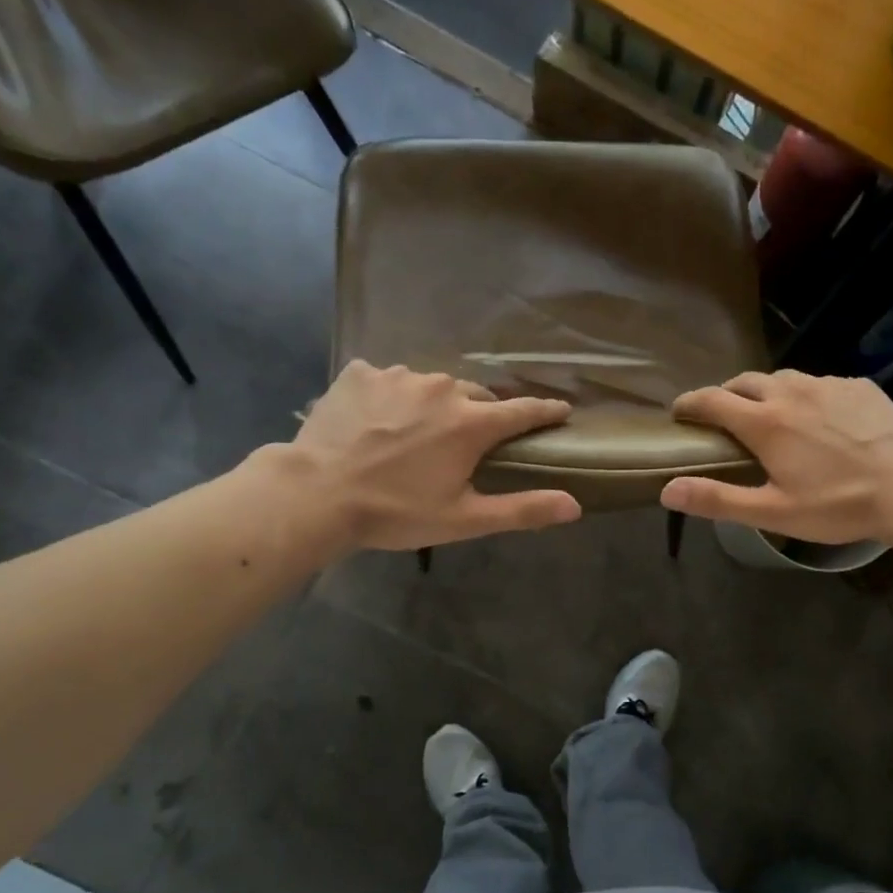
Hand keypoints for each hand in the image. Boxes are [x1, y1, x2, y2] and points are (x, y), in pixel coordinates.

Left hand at [292, 362, 581, 550]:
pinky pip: (388, 380)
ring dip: (435, 405)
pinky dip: (392, 397)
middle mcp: (442, 388)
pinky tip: (377, 421)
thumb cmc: (397, 512)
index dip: (545, 411)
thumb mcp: (464, 519)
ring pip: (432, 386)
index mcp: (471, 423)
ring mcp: (398, 376)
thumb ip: (523, 510)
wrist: (317, 494)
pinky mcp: (360, 373)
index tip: (561, 409)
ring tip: (417, 433)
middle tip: (471, 441)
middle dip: (481, 415)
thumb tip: (575, 506)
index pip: (523, 411)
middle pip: (476, 396)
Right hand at [660, 371, 892, 543]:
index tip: (678, 412)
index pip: (712, 400)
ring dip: (766, 392)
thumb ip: (717, 500)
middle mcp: (792, 392)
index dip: (689, 403)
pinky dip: (806, 395)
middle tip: (722, 417)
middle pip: (745, 381)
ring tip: (770, 415)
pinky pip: (820, 383)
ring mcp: (828, 385)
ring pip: (784, 378)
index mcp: (765, 423)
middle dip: (726, 394)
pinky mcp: (859, 386)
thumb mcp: (773, 512)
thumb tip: (667, 491)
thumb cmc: (838, 505)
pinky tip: (819, 419)